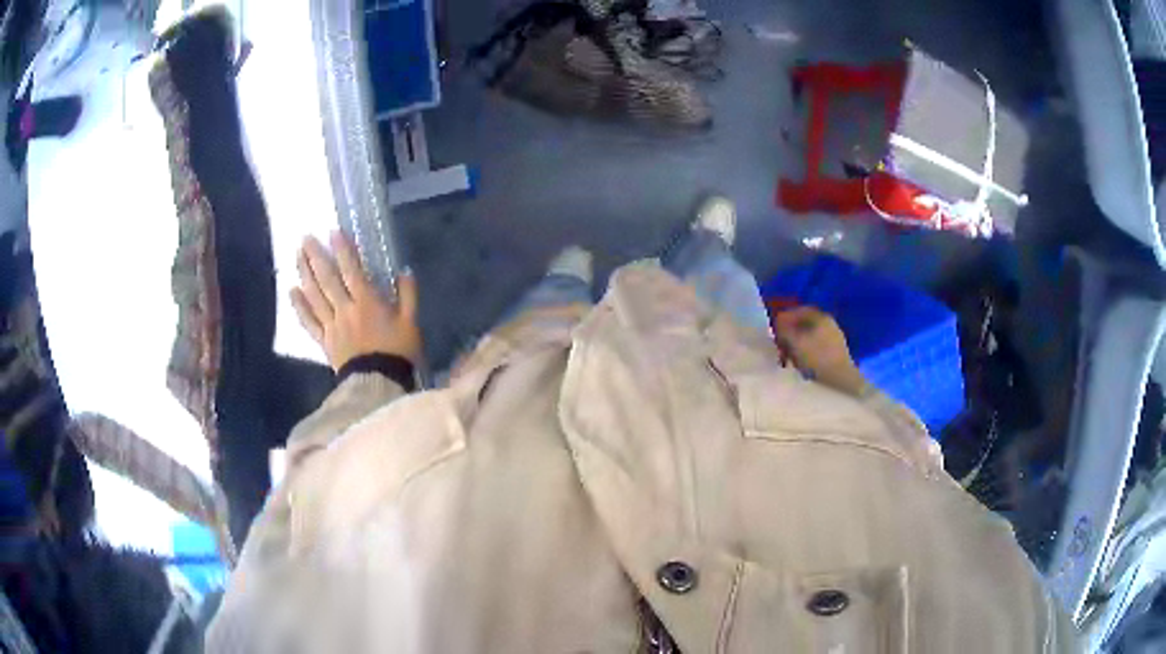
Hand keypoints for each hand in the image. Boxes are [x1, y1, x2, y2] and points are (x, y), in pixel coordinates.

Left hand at [291, 232, 421, 370]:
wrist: (380, 384)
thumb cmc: (398, 352)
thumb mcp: (411, 322)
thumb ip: (408, 295)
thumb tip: (404, 271)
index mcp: (367, 302)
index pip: (351, 270)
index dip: (342, 250)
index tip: (332, 232)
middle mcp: (345, 309)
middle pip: (327, 279)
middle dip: (316, 256)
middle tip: (305, 238)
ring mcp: (332, 325)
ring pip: (315, 295)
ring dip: (304, 274)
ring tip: (296, 256)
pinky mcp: (325, 341)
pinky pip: (309, 321)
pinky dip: (299, 306)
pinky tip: (292, 291)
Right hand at [773, 306, 865, 395]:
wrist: (841, 380)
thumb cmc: (817, 357)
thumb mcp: (795, 342)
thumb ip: (784, 329)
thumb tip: (778, 322)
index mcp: (821, 317)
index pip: (799, 311)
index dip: (785, 317)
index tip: (775, 328)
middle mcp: (829, 324)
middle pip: (805, 325)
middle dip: (791, 333)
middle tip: (779, 343)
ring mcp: (835, 339)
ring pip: (810, 338)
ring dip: (797, 345)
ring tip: (787, 357)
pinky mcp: (836, 354)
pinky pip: (817, 349)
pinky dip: (806, 353)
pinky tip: (800, 364)